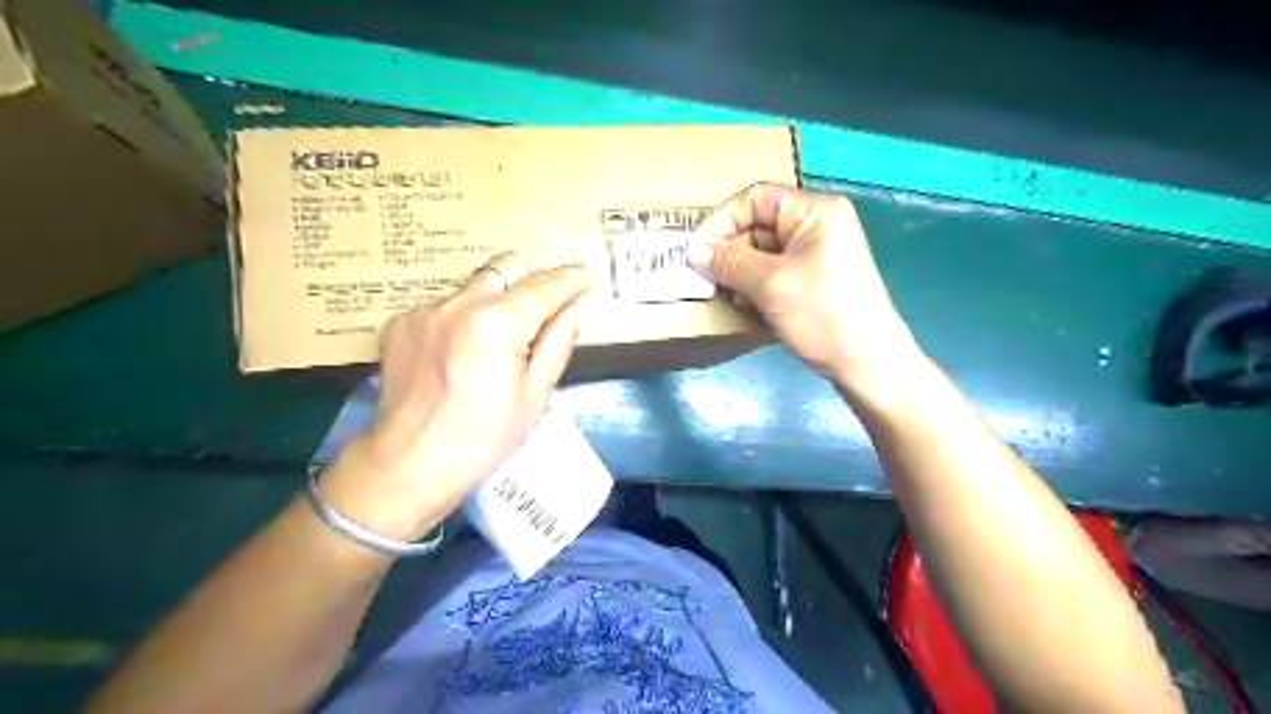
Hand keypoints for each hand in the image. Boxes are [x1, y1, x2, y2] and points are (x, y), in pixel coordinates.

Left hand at [317, 255, 596, 537]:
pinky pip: (443, 307)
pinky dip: (461, 320)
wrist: (412, 462)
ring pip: (473, 287)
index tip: (587, 276)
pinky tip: (458, 355)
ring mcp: (425, 311)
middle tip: (542, 308)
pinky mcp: (400, 324)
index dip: (571, 279)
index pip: (544, 286)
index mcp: (497, 322)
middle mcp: (459, 303)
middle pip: (505, 267)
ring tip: (495, 341)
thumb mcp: (535, 394)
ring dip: (494, 302)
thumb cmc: (485, 437)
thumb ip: (556, 343)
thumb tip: (572, 310)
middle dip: (530, 280)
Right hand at [687, 182, 924, 390]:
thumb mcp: (771, 284)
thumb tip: (693, 252)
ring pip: (762, 252)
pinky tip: (744, 307)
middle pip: (757, 225)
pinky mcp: (814, 281)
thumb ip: (729, 262)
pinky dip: (754, 286)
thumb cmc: (823, 315)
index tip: (696, 252)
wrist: (868, 364)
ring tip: (724, 296)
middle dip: (729, 251)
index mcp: (814, 211)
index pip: (755, 198)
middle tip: (706, 279)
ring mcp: (817, 254)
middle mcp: (817, 225)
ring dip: (738, 272)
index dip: (721, 221)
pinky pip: (774, 273)